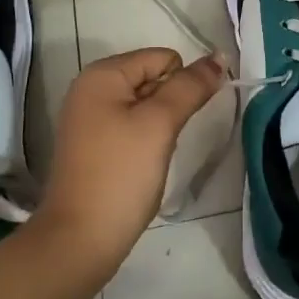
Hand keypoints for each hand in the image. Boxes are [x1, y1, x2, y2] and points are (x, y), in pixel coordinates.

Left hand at [33, 48, 223, 278]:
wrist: (79, 242)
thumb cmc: (121, 174)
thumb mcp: (160, 124)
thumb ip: (191, 87)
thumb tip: (219, 56)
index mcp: (102, 74)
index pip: (163, 58)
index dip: (181, 85)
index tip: (178, 121)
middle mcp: (91, 88)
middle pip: (153, 79)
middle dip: (169, 107)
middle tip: (163, 141)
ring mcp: (89, 119)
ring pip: (145, 107)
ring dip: (160, 127)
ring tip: (152, 156)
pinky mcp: (92, 146)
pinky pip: (131, 128)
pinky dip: (145, 143)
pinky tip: (141, 168)